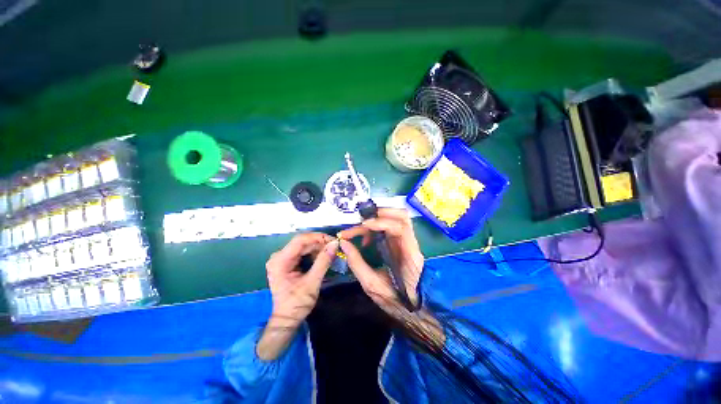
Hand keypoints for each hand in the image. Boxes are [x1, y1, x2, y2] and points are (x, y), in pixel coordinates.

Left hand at [266, 233, 337, 326]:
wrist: (287, 319)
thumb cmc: (297, 304)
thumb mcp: (312, 282)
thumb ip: (323, 261)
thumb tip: (335, 244)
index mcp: (280, 261)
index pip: (300, 240)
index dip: (317, 237)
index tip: (333, 240)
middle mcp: (278, 256)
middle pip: (302, 242)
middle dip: (319, 243)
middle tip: (335, 246)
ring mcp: (282, 259)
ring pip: (303, 246)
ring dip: (318, 247)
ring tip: (331, 251)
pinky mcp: (287, 262)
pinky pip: (302, 252)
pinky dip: (314, 253)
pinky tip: (323, 256)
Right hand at [338, 208, 424, 315]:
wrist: (411, 308)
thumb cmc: (394, 300)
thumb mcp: (372, 285)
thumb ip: (357, 263)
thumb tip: (344, 243)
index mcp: (410, 255)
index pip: (401, 228)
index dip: (382, 222)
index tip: (363, 226)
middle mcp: (412, 244)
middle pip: (402, 216)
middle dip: (380, 213)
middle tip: (361, 222)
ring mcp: (408, 242)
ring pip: (398, 218)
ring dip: (379, 217)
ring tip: (362, 227)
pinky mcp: (401, 242)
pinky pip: (391, 226)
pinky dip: (377, 226)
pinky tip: (366, 238)